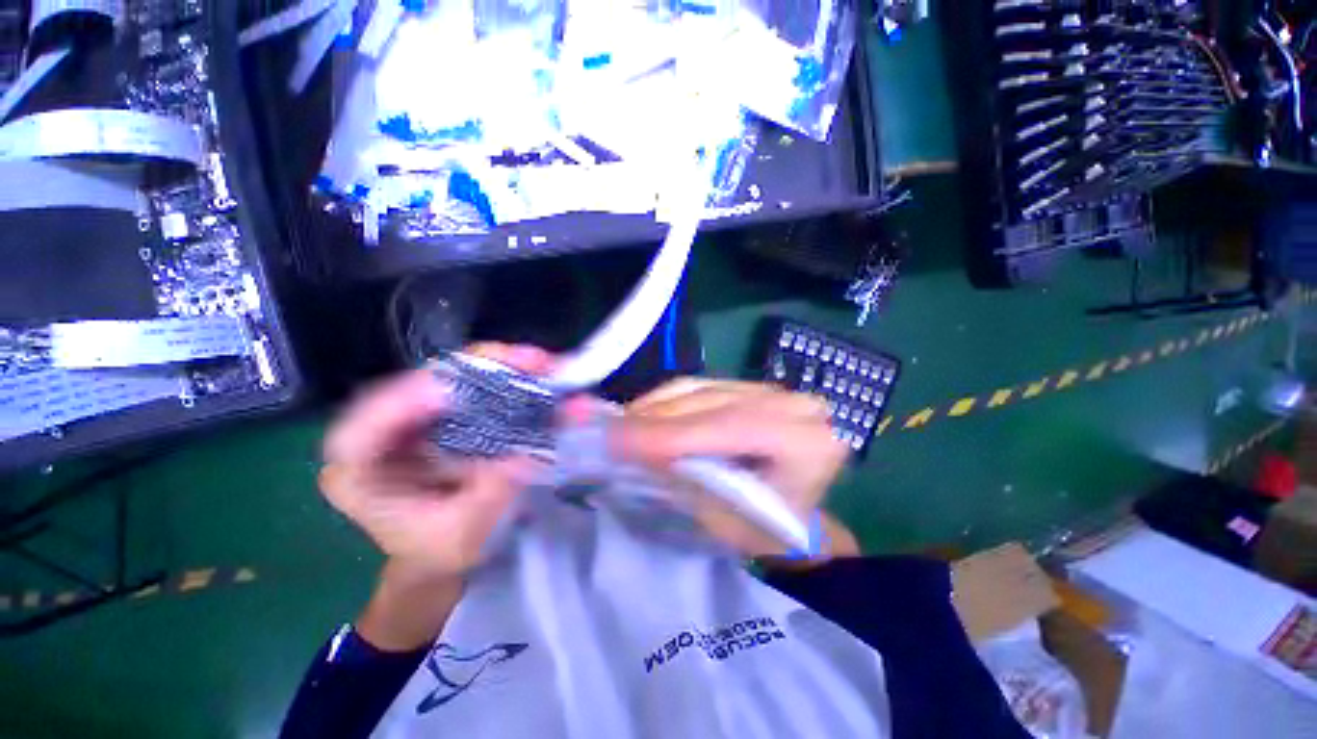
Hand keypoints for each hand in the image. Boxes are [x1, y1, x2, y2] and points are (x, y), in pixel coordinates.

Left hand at [319, 344, 552, 578]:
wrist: (441, 551)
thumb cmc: (440, 552)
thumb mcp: (464, 533)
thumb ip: (490, 493)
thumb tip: (528, 450)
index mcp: (358, 476)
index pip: (360, 433)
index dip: (401, 403)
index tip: (449, 392)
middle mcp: (382, 434)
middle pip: (417, 387)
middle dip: (476, 368)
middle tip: (527, 362)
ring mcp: (414, 418)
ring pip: (453, 377)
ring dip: (501, 366)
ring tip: (542, 364)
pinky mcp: (446, 413)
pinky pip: (476, 386)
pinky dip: (509, 378)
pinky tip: (538, 376)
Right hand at [614, 379, 851, 557]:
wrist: (796, 517)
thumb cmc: (768, 532)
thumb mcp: (726, 519)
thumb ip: (683, 480)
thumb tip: (634, 450)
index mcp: (807, 442)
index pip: (729, 428)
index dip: (670, 434)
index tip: (616, 439)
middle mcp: (795, 405)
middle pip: (711, 404)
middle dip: (655, 419)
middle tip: (606, 430)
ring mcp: (773, 391)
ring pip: (701, 389)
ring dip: (656, 406)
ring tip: (619, 424)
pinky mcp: (752, 387)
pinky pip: (701, 386)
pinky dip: (667, 398)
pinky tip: (642, 412)